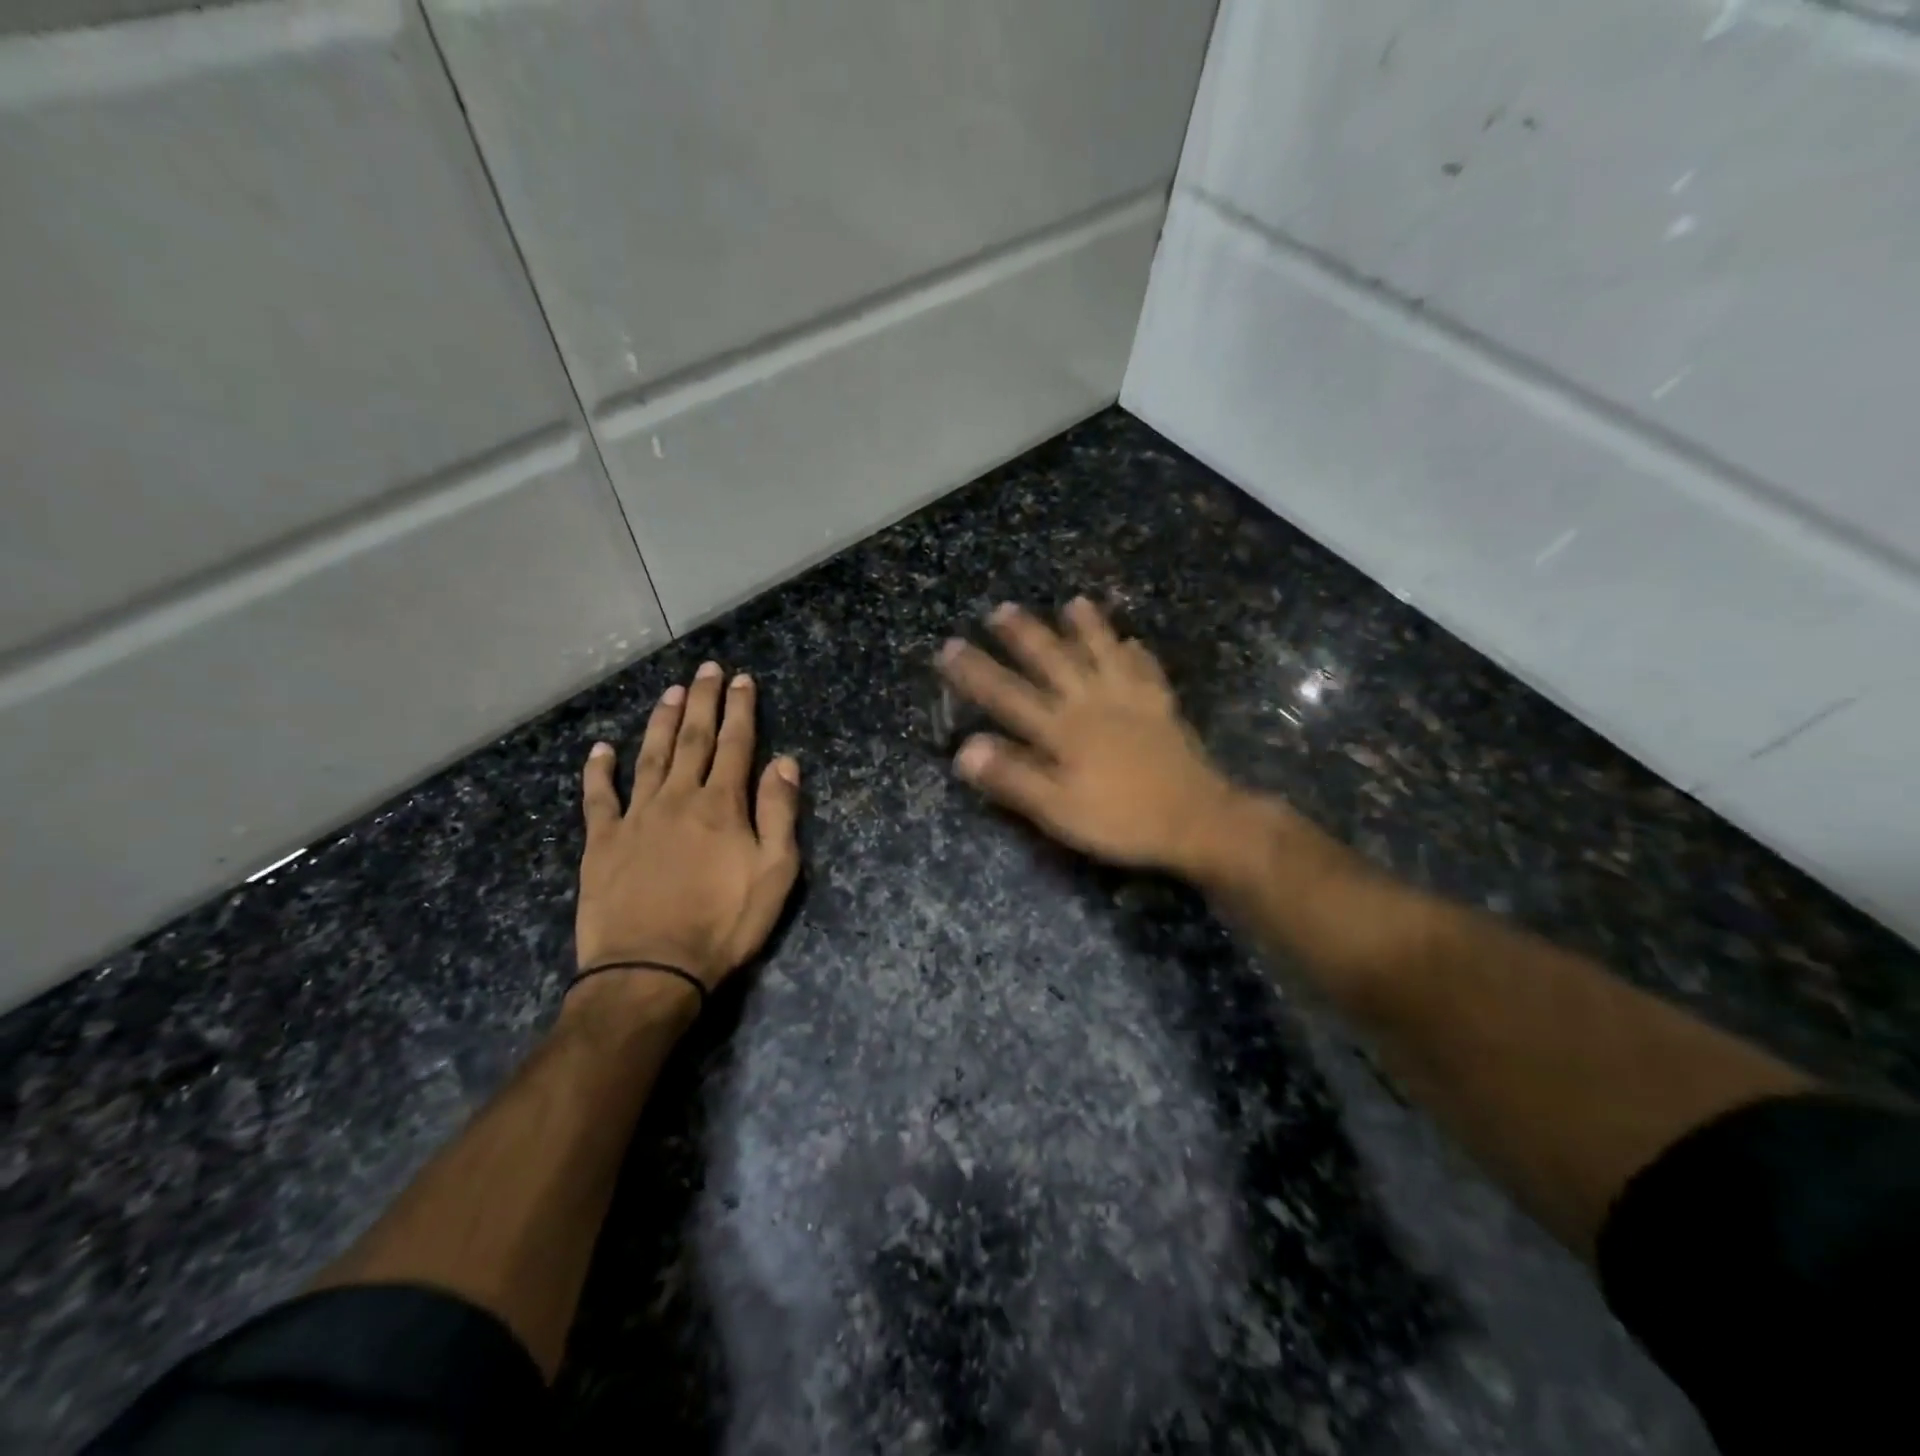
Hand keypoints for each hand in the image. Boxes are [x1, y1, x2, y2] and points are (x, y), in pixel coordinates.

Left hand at [575, 661, 801, 990]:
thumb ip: (779, 813)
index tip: (742, 680)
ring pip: (649, 756)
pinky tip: (601, 748)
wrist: (651, 969)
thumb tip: (784, 761)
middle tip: (706, 669)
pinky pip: (599, 797)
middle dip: (702, 701)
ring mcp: (636, 817)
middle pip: (692, 739)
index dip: (740, 709)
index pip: (736, 745)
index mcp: (722, 805)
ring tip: (668, 692)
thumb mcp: (775, 873)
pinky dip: (599, 770)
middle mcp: (678, 798)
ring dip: (660, 721)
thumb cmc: (724, 924)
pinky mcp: (602, 842)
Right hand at [937, 599, 1239, 875]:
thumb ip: (1013, 777)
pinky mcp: (1161, 707)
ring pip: (1103, 652)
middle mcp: (1091, 703)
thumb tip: (965, 750)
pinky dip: (1136, 653)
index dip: (975, 672)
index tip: (949, 646)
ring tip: (1073, 602)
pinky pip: (1146, 670)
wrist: (1196, 820)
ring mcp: (1130, 700)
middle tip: (1002, 609)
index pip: (1008, 695)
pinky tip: (1134, 642)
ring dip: (1086, 628)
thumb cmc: (1121, 820)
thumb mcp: (1058, 809)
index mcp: (1062, 730)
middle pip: (1053, 660)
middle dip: (1024, 634)